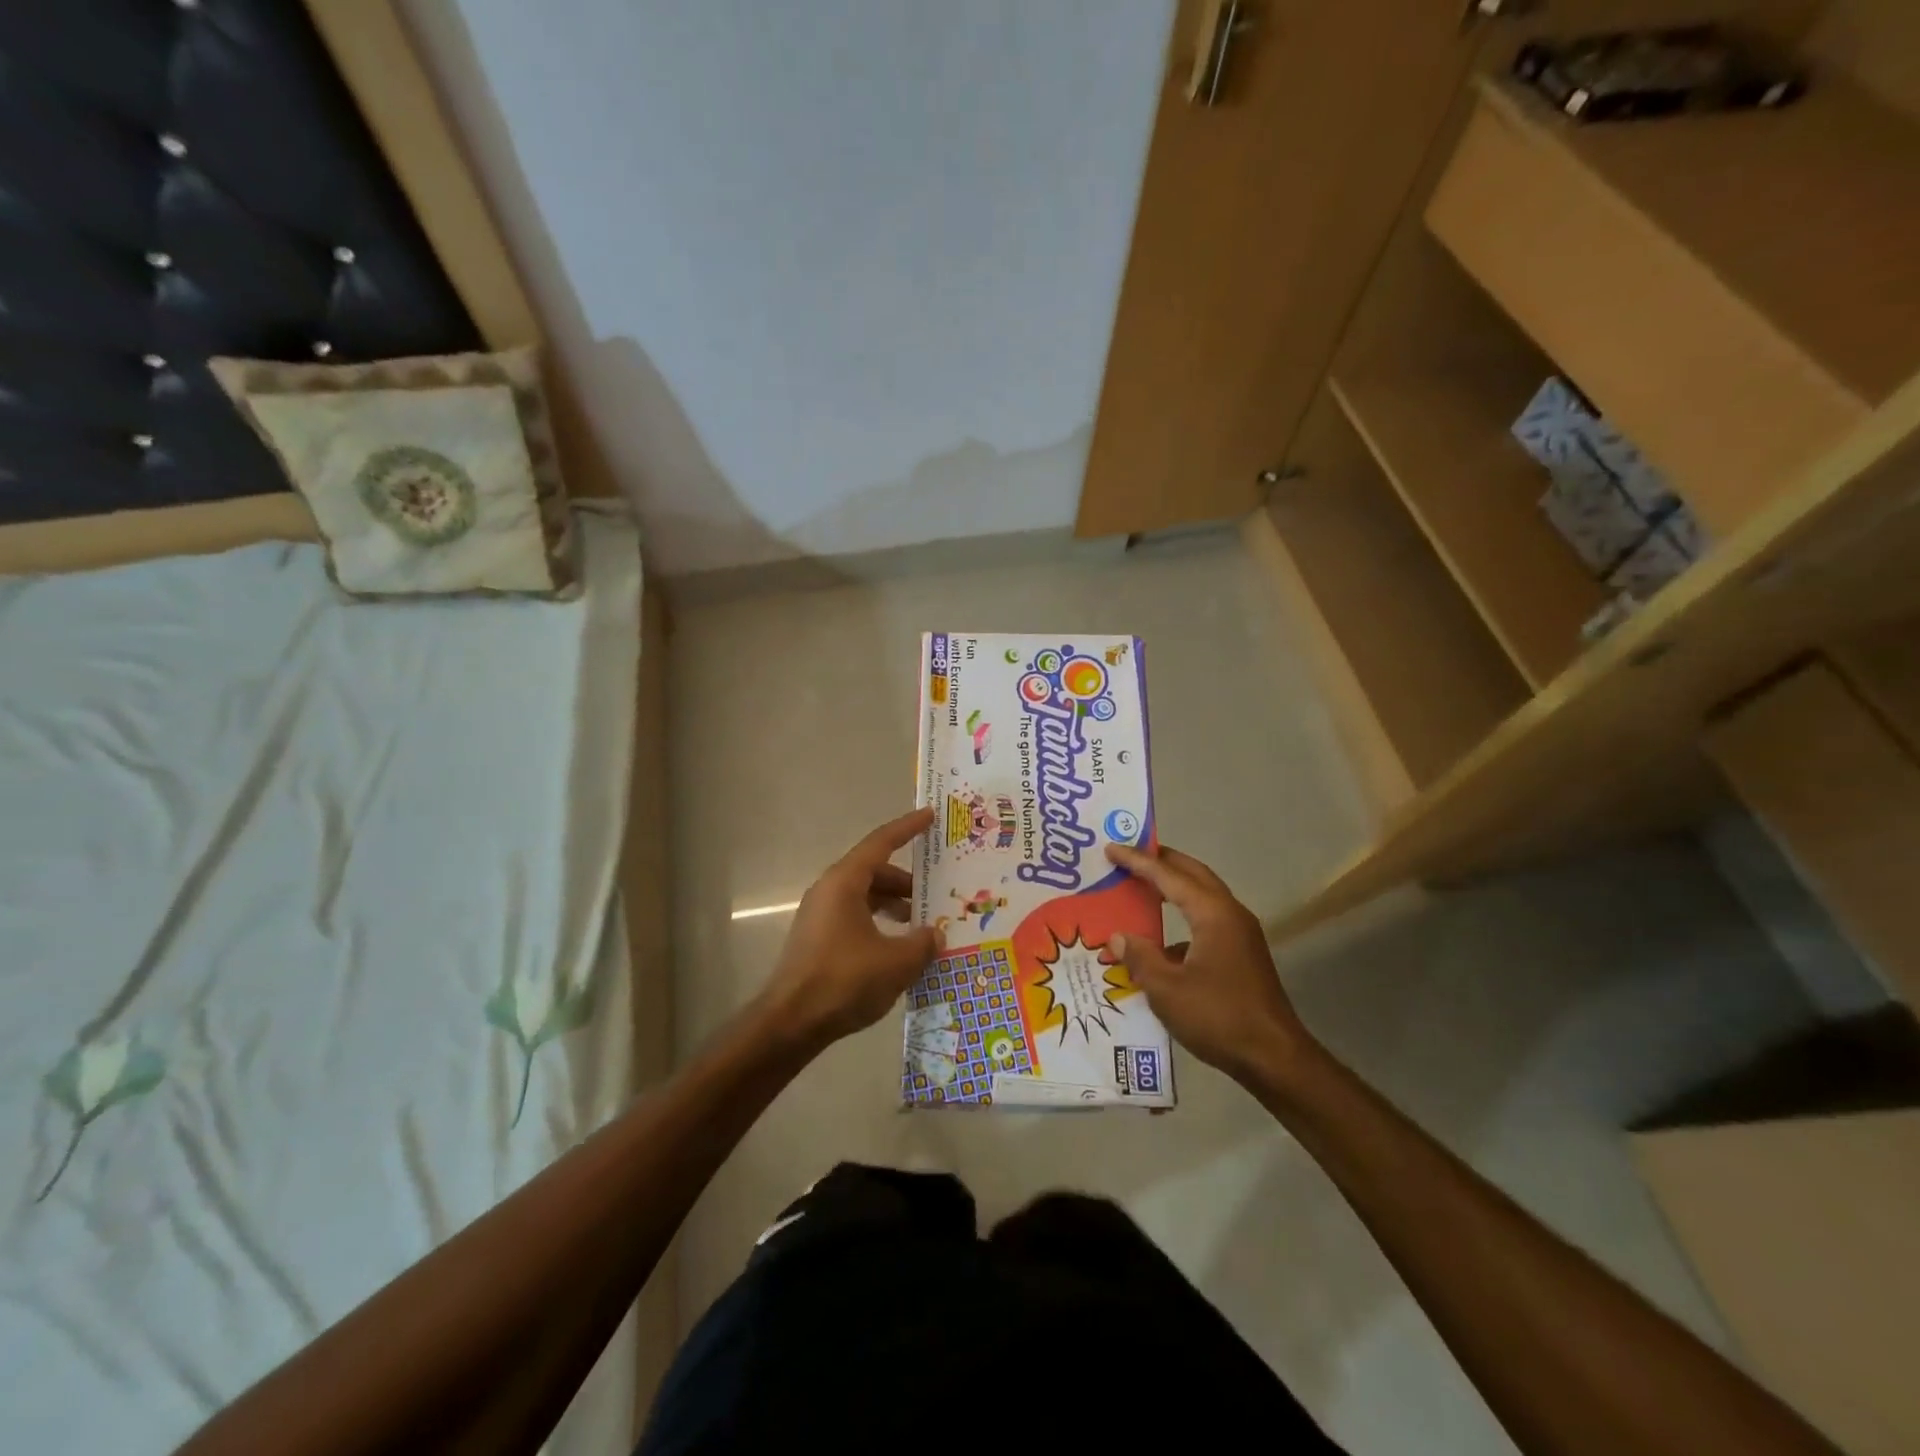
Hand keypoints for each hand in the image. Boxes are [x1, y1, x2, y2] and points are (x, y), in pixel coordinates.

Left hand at [761, 808, 943, 1050]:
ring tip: (923, 927)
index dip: (908, 828)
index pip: (881, 843)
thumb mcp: (896, 962)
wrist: (790, 1023)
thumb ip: (923, 943)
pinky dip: (879, 924)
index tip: (929, 816)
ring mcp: (820, 916)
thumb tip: (936, 935)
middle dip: (907, 882)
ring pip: (865, 897)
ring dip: (894, 906)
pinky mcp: (817, 940)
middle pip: (874, 872)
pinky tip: (897, 950)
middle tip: (937, 893)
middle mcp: (829, 891)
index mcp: (845, 882)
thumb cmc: (844, 981)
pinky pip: (855, 918)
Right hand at [1106, 843, 1313, 1085]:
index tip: (1111, 848)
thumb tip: (1118, 937)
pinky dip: (1182, 919)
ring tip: (1142, 888)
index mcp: (1212, 914)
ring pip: (1202, 897)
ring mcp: (1240, 936)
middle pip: (1193, 875)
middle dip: (1162, 862)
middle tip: (1130, 855)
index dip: (1137, 861)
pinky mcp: (1242, 956)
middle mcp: (1230, 915)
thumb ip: (1139, 956)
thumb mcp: (1166, 989)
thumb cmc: (1218, 1017)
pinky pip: (1206, 922)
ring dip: (1173, 888)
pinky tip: (1159, 942)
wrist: (1275, 1059)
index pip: (1168, 876)